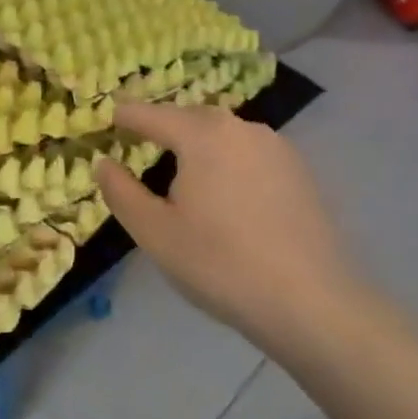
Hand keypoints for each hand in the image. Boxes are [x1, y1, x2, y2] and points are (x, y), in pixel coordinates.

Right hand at [96, 102, 361, 353]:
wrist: (313, 304)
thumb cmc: (220, 264)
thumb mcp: (155, 233)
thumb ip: (121, 192)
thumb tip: (103, 163)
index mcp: (202, 136)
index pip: (151, 114)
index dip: (125, 116)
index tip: (107, 118)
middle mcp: (241, 129)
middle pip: (191, 117)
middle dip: (163, 125)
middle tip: (140, 141)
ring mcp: (277, 148)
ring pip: (224, 133)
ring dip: (198, 142)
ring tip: (181, 168)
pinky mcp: (300, 173)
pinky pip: (249, 152)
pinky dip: (227, 159)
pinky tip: (225, 191)